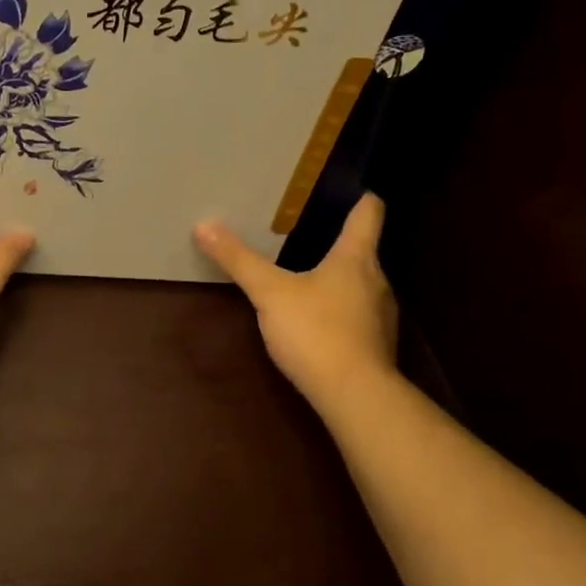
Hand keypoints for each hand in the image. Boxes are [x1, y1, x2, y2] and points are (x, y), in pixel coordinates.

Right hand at [193, 193, 398, 406]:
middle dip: (340, 242)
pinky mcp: (377, 346)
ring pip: (361, 285)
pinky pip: (359, 315)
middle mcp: (377, 281)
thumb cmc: (316, 331)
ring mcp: (381, 316)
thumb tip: (204, 225)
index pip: (369, 213)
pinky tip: (317, 321)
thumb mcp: (269, 293)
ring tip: (308, 276)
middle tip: (308, 234)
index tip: (351, 189)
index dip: (361, 198)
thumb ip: (239, 260)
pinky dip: (341, 311)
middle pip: (363, 250)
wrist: (355, 396)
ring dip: (340, 279)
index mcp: (356, 258)